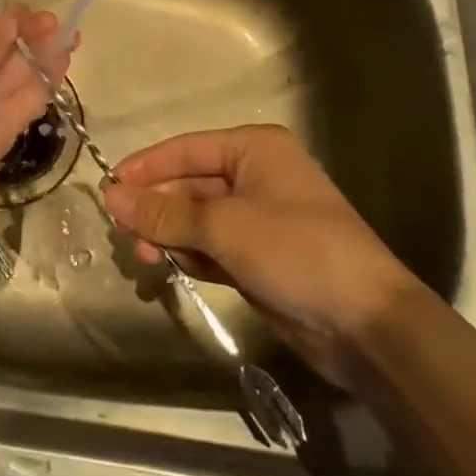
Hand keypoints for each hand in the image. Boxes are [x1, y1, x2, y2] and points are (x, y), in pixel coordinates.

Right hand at [101, 125, 423, 382]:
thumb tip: (111, 195)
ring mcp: (258, 220)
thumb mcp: (225, 226)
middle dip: (156, 208)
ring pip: (196, 219)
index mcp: (254, 150)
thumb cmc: (298, 252)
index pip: (185, 150)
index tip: (107, 188)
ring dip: (169, 235)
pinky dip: (190, 255)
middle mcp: (255, 177)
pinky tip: (171, 268)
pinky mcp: (259, 258)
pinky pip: (211, 247)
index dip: (145, 168)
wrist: (368, 326)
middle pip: (189, 185)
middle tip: (123, 234)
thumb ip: (165, 212)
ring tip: (145, 259)